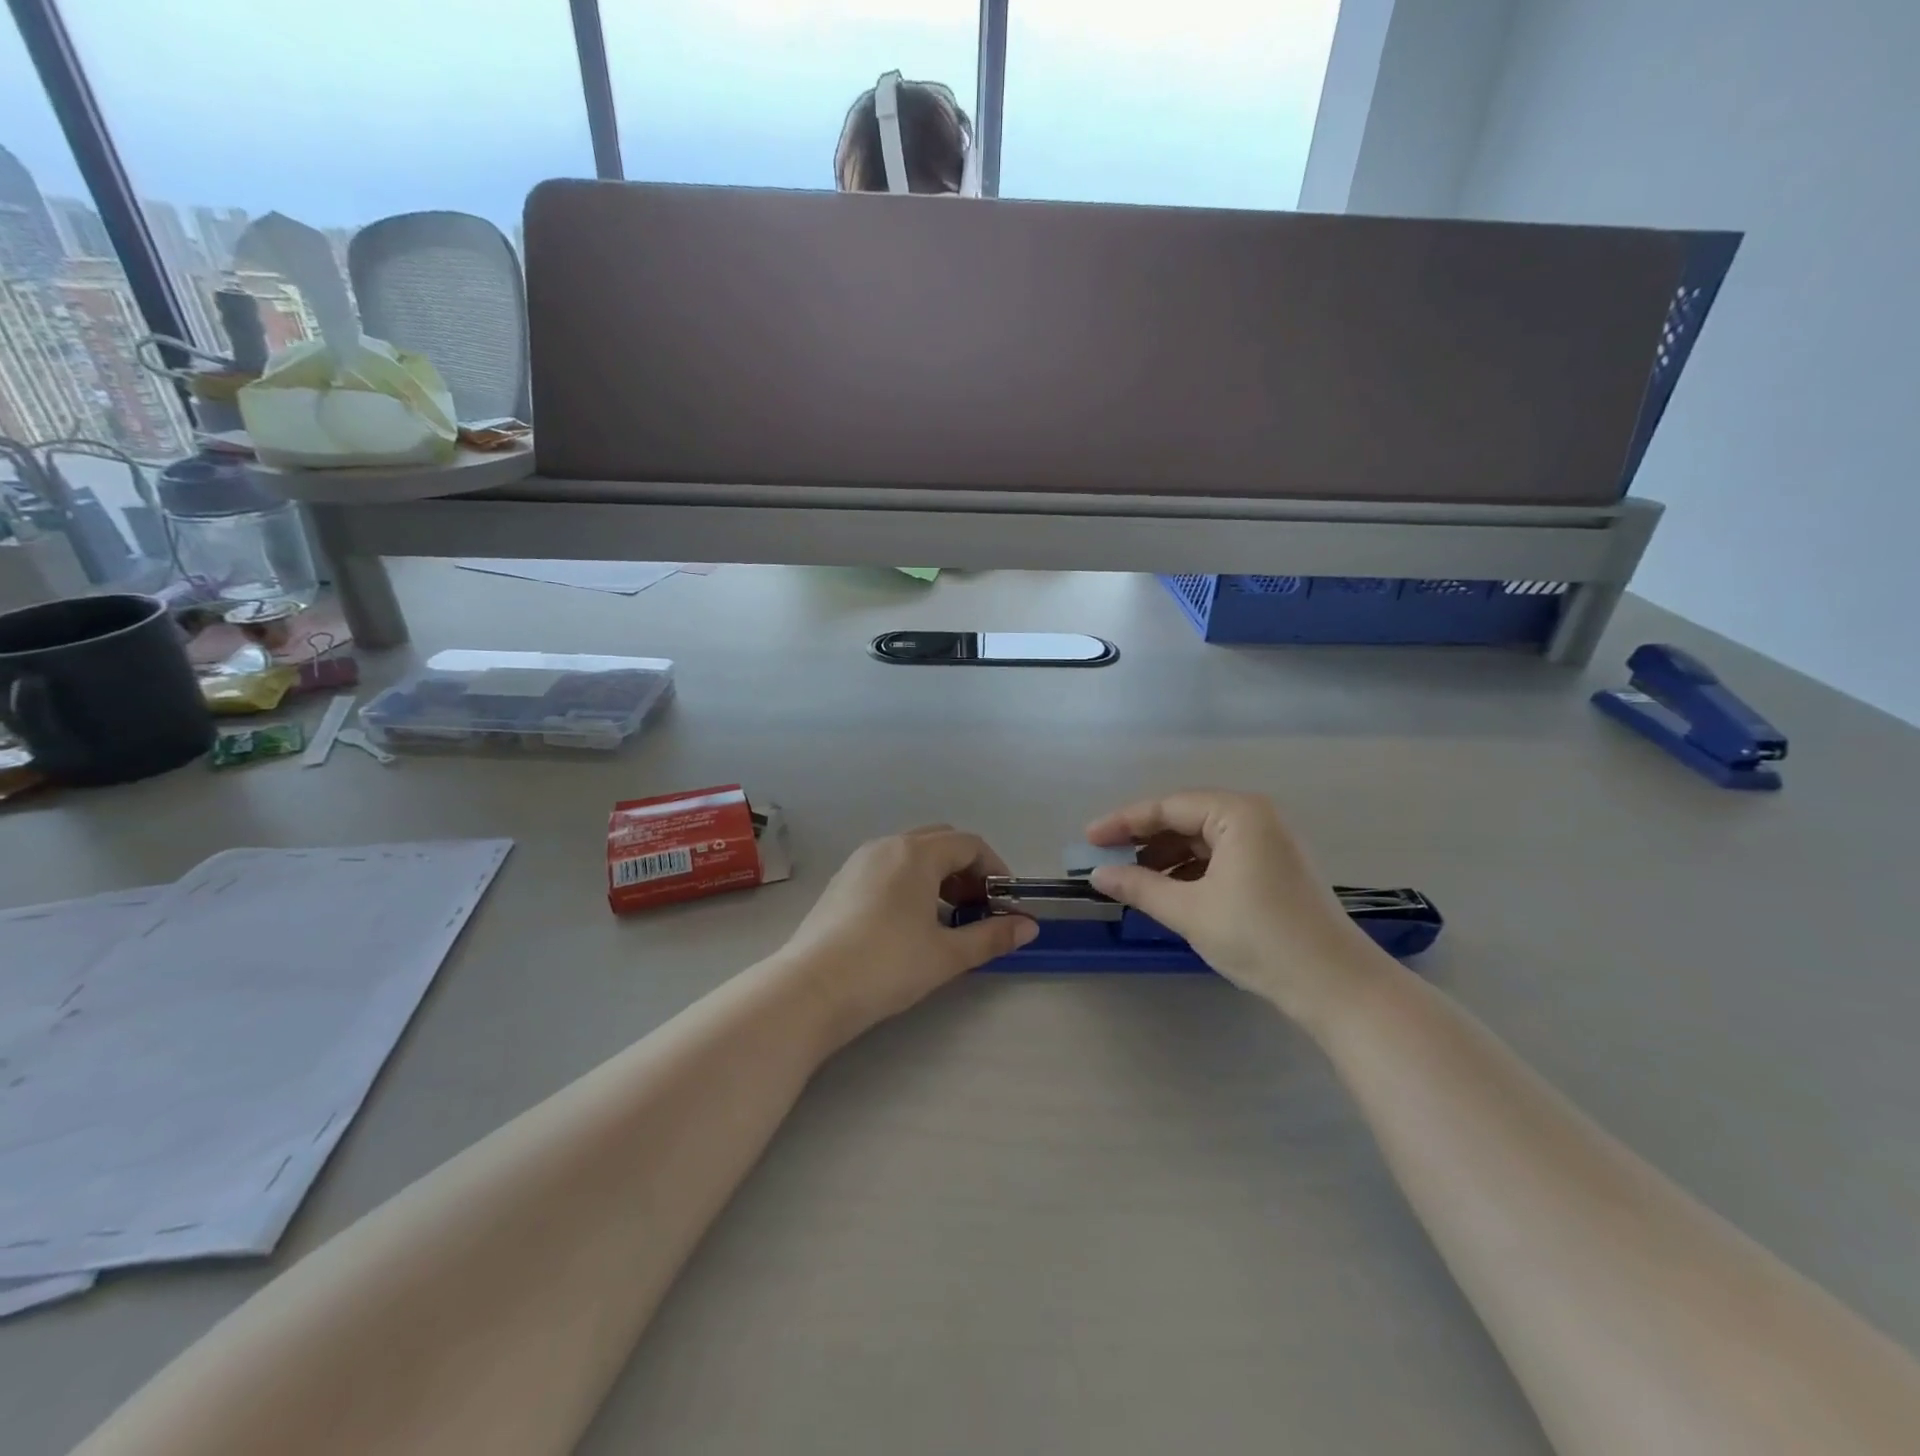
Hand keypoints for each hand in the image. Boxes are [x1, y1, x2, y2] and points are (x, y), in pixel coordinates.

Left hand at [777, 826, 1037, 1042]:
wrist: (811, 989)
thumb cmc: (887, 966)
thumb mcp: (947, 954)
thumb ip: (992, 936)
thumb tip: (1029, 927)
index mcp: (916, 853)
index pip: (969, 844)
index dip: (995, 869)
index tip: (1004, 902)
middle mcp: (887, 846)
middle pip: (940, 842)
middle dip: (966, 869)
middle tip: (977, 908)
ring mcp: (859, 862)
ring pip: (911, 854)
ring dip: (938, 876)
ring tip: (946, 918)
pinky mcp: (840, 882)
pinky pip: (887, 867)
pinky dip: (910, 882)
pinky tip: (909, 923)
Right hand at [1085, 790, 1386, 1025]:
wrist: (1335, 985)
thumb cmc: (1259, 938)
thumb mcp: (1189, 911)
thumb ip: (1139, 886)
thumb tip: (1097, 874)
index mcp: (1238, 813)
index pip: (1167, 807)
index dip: (1123, 822)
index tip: (1088, 839)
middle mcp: (1256, 816)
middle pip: (1185, 817)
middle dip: (1143, 839)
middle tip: (1106, 858)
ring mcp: (1270, 841)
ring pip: (1202, 838)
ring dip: (1166, 856)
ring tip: (1133, 879)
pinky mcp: (1275, 866)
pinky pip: (1221, 855)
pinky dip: (1191, 870)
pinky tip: (1169, 890)